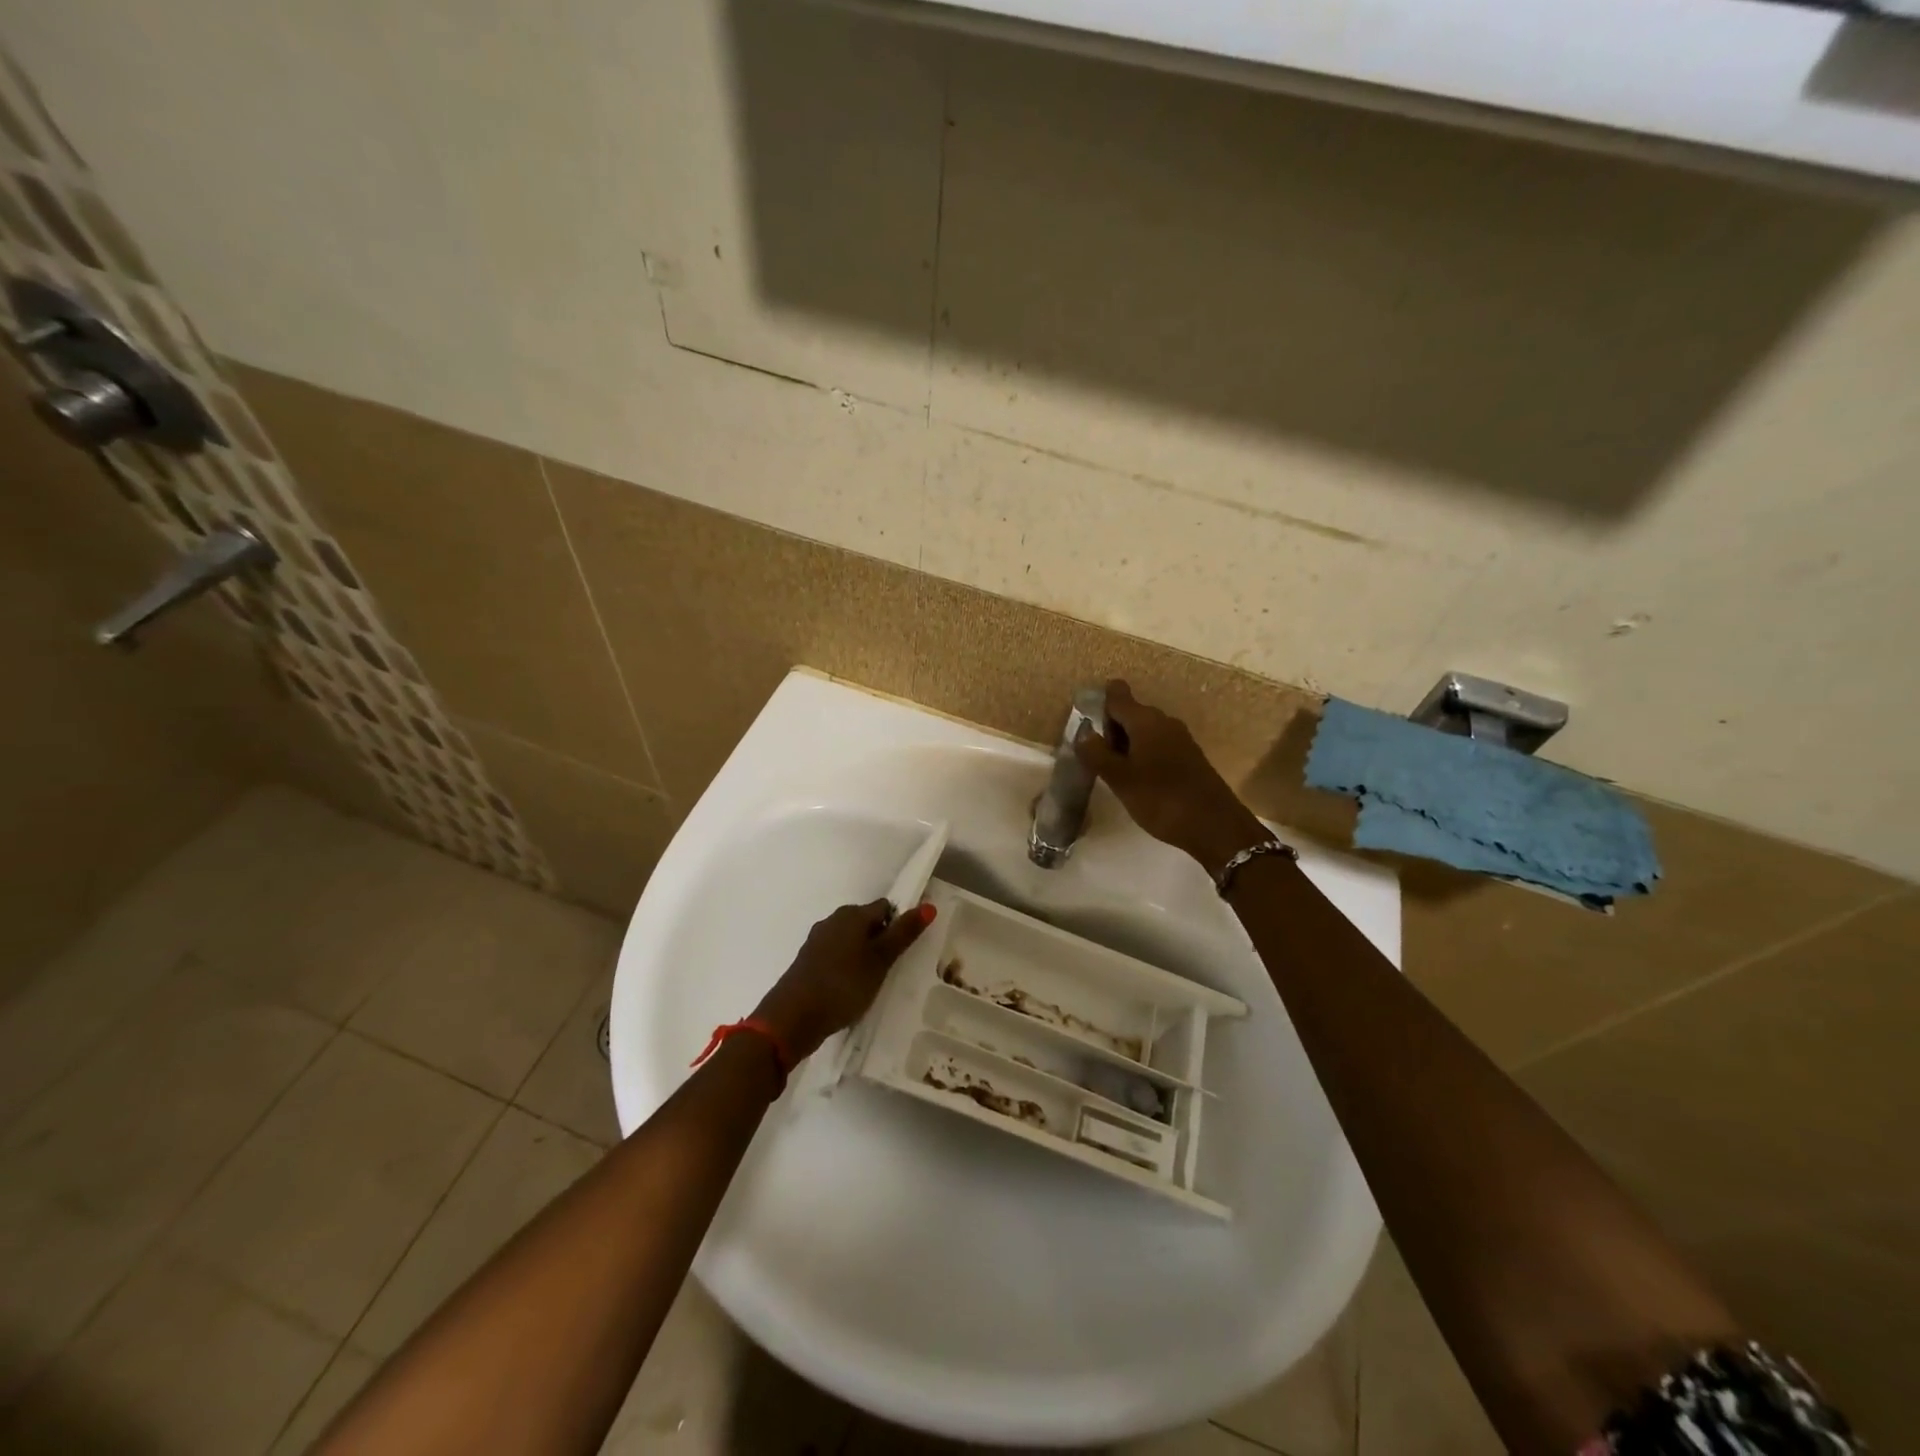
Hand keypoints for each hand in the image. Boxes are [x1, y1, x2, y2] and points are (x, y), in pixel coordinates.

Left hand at [753, 898, 935, 1060]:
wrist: (791, 1018)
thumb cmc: (843, 985)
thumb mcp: (880, 961)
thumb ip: (903, 934)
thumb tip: (928, 905)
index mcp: (851, 914)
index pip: (885, 908)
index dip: (898, 925)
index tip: (906, 951)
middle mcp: (833, 921)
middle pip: (867, 923)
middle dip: (881, 941)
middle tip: (893, 969)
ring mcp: (817, 942)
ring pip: (850, 941)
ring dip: (864, 957)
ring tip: (874, 983)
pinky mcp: (808, 963)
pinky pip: (836, 958)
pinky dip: (847, 968)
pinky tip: (851, 990)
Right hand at [1073, 679, 1271, 878]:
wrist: (1215, 826)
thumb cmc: (1161, 799)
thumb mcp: (1120, 779)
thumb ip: (1096, 754)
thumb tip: (1082, 733)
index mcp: (1145, 720)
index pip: (1117, 696)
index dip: (1099, 702)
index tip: (1084, 722)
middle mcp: (1164, 722)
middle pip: (1130, 713)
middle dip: (1110, 730)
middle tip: (1095, 758)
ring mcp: (1179, 739)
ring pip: (1143, 732)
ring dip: (1126, 746)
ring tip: (1113, 773)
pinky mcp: (1189, 758)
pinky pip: (1157, 746)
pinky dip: (1142, 756)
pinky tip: (1137, 781)